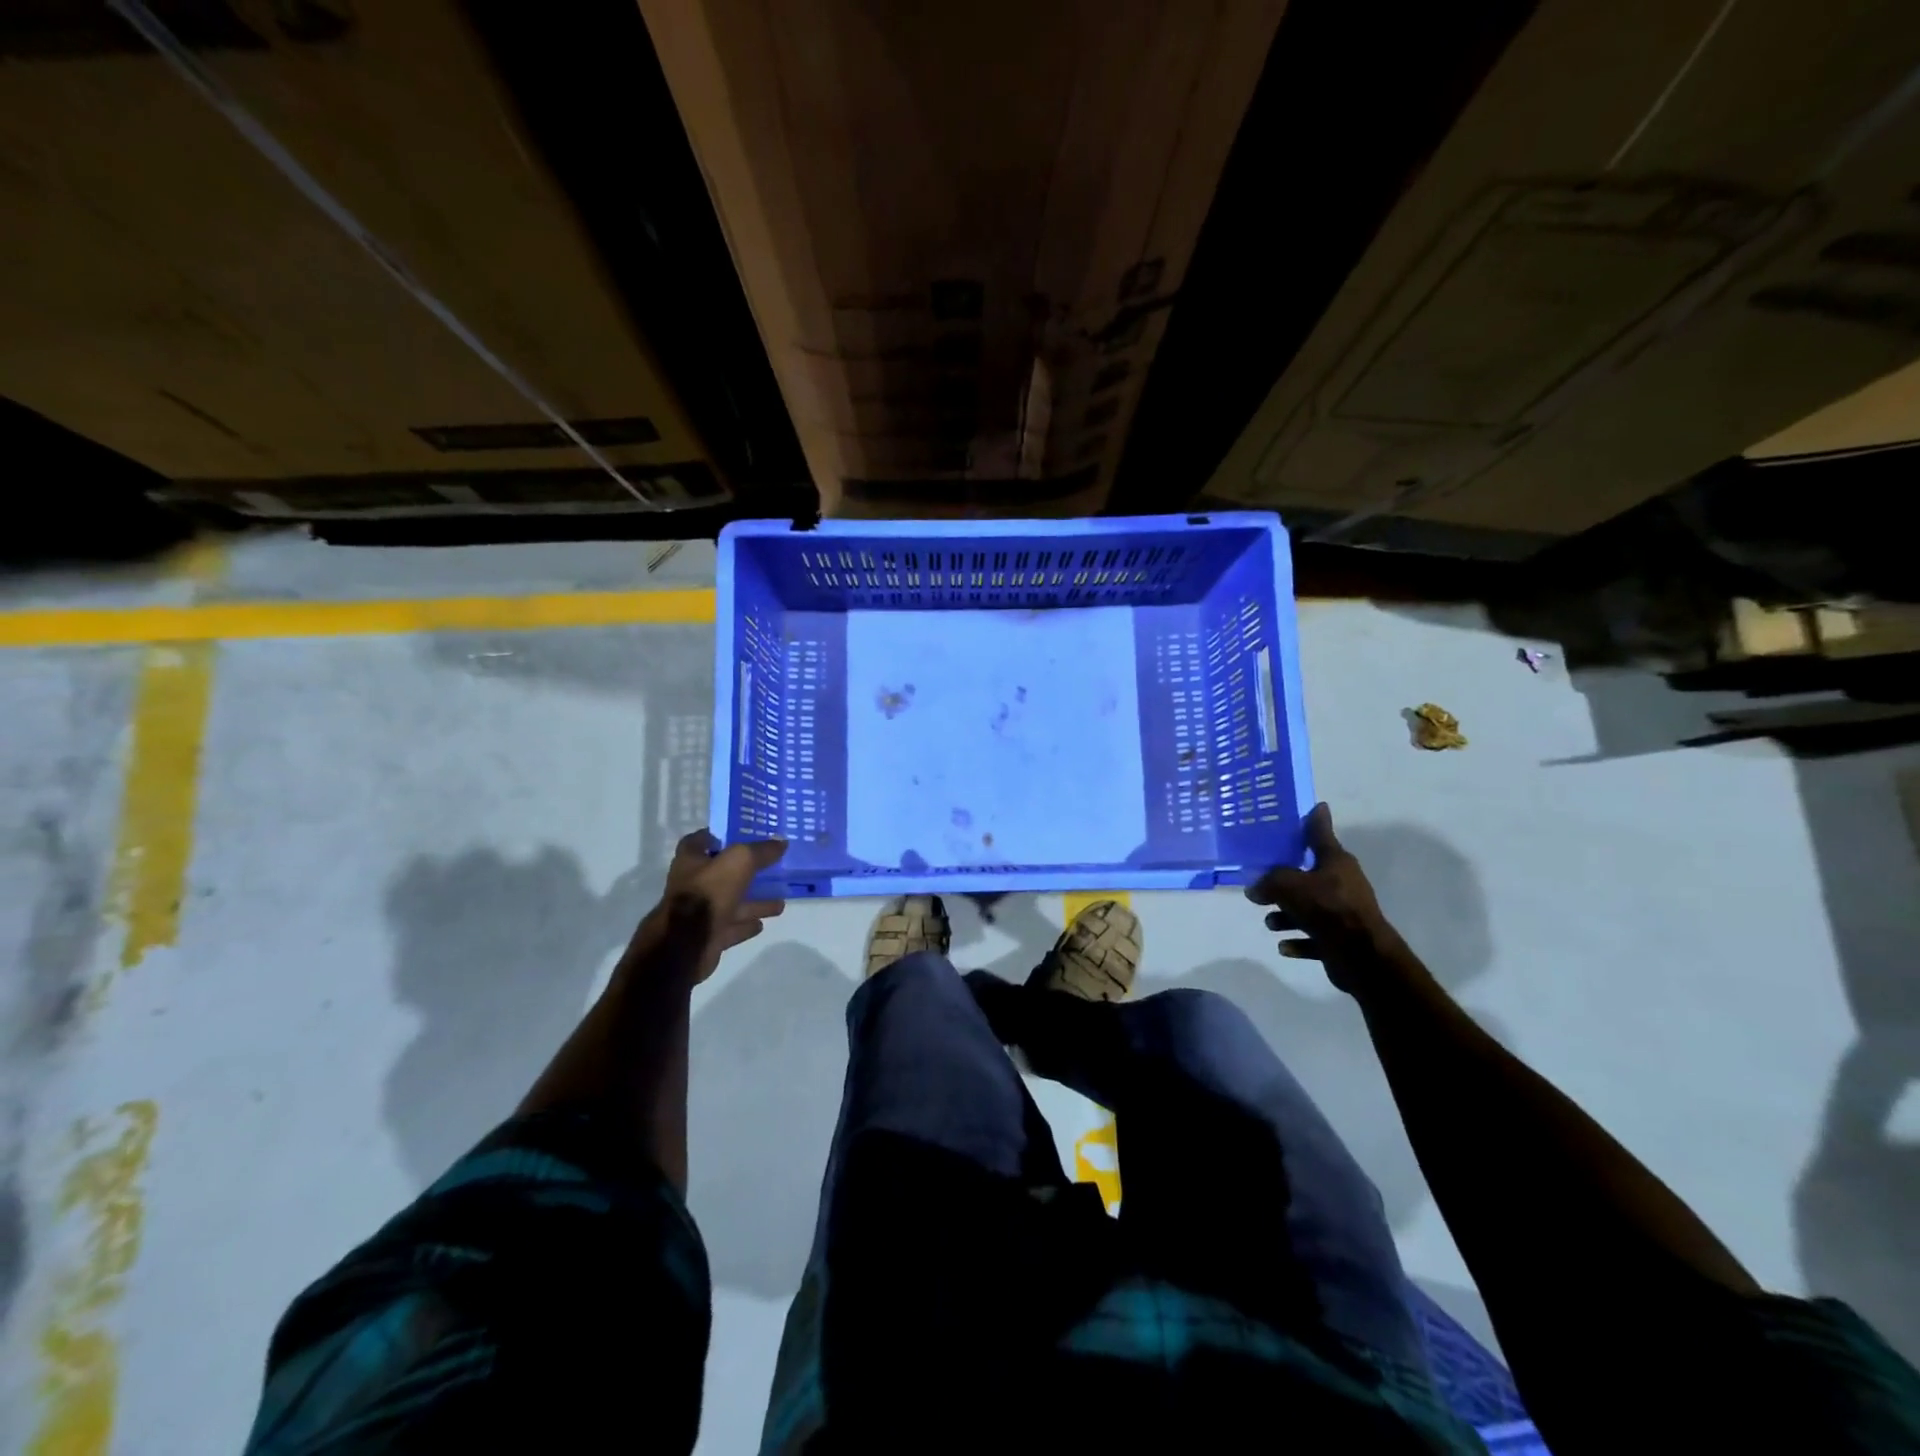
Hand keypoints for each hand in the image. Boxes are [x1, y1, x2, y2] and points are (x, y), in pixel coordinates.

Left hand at [642, 830, 786, 984]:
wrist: (687, 944)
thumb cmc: (708, 892)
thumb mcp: (739, 861)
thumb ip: (760, 851)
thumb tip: (781, 842)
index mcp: (691, 861)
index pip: (699, 841)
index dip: (717, 836)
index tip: (740, 834)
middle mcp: (693, 884)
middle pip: (721, 873)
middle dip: (745, 871)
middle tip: (770, 868)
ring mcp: (700, 912)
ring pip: (731, 902)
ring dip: (753, 902)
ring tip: (780, 901)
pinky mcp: (708, 935)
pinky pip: (732, 926)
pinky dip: (746, 925)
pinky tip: (762, 923)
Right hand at [1246, 803, 1402, 994]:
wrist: (1362, 955)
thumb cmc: (1327, 908)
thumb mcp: (1289, 886)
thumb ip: (1268, 882)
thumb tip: (1254, 888)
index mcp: (1336, 862)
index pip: (1320, 833)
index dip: (1314, 820)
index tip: (1313, 807)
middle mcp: (1342, 883)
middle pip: (1308, 875)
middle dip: (1284, 883)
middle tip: (1262, 884)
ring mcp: (1344, 912)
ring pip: (1309, 907)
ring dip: (1287, 915)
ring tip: (1271, 923)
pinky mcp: (1342, 939)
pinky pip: (1314, 936)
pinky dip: (1299, 940)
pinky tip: (1284, 946)